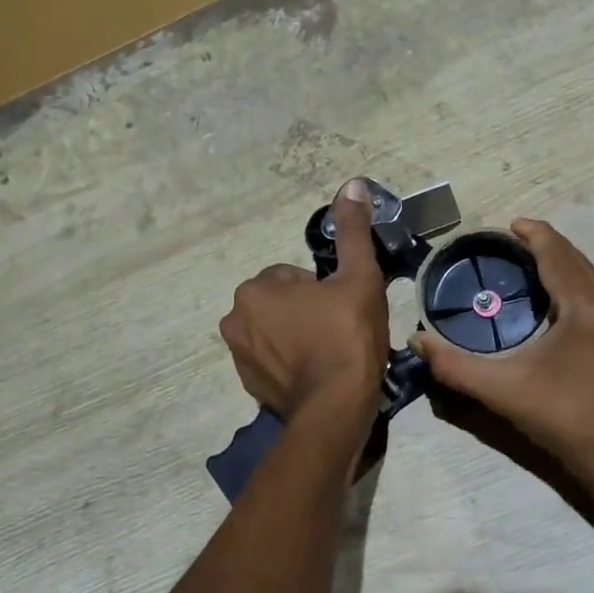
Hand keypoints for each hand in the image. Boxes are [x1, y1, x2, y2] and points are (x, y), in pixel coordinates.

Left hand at [220, 179, 389, 418]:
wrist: (336, 407)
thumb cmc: (347, 335)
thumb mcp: (358, 276)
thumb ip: (352, 230)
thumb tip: (352, 185)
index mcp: (255, 289)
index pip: (293, 276)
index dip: (324, 290)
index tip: (342, 309)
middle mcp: (235, 319)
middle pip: (282, 303)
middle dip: (307, 312)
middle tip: (339, 330)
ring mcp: (238, 356)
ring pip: (276, 331)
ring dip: (298, 336)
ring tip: (330, 353)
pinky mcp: (248, 385)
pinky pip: (272, 360)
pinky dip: (290, 363)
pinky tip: (317, 373)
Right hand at [410, 219, 593, 472]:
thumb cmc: (563, 418)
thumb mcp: (502, 390)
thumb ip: (454, 364)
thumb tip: (417, 339)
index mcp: (590, 305)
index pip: (556, 251)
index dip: (531, 233)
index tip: (504, 226)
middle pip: (573, 258)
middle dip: (540, 248)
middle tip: (503, 249)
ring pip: (587, 273)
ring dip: (557, 266)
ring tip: (521, 268)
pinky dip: (572, 285)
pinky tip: (550, 297)